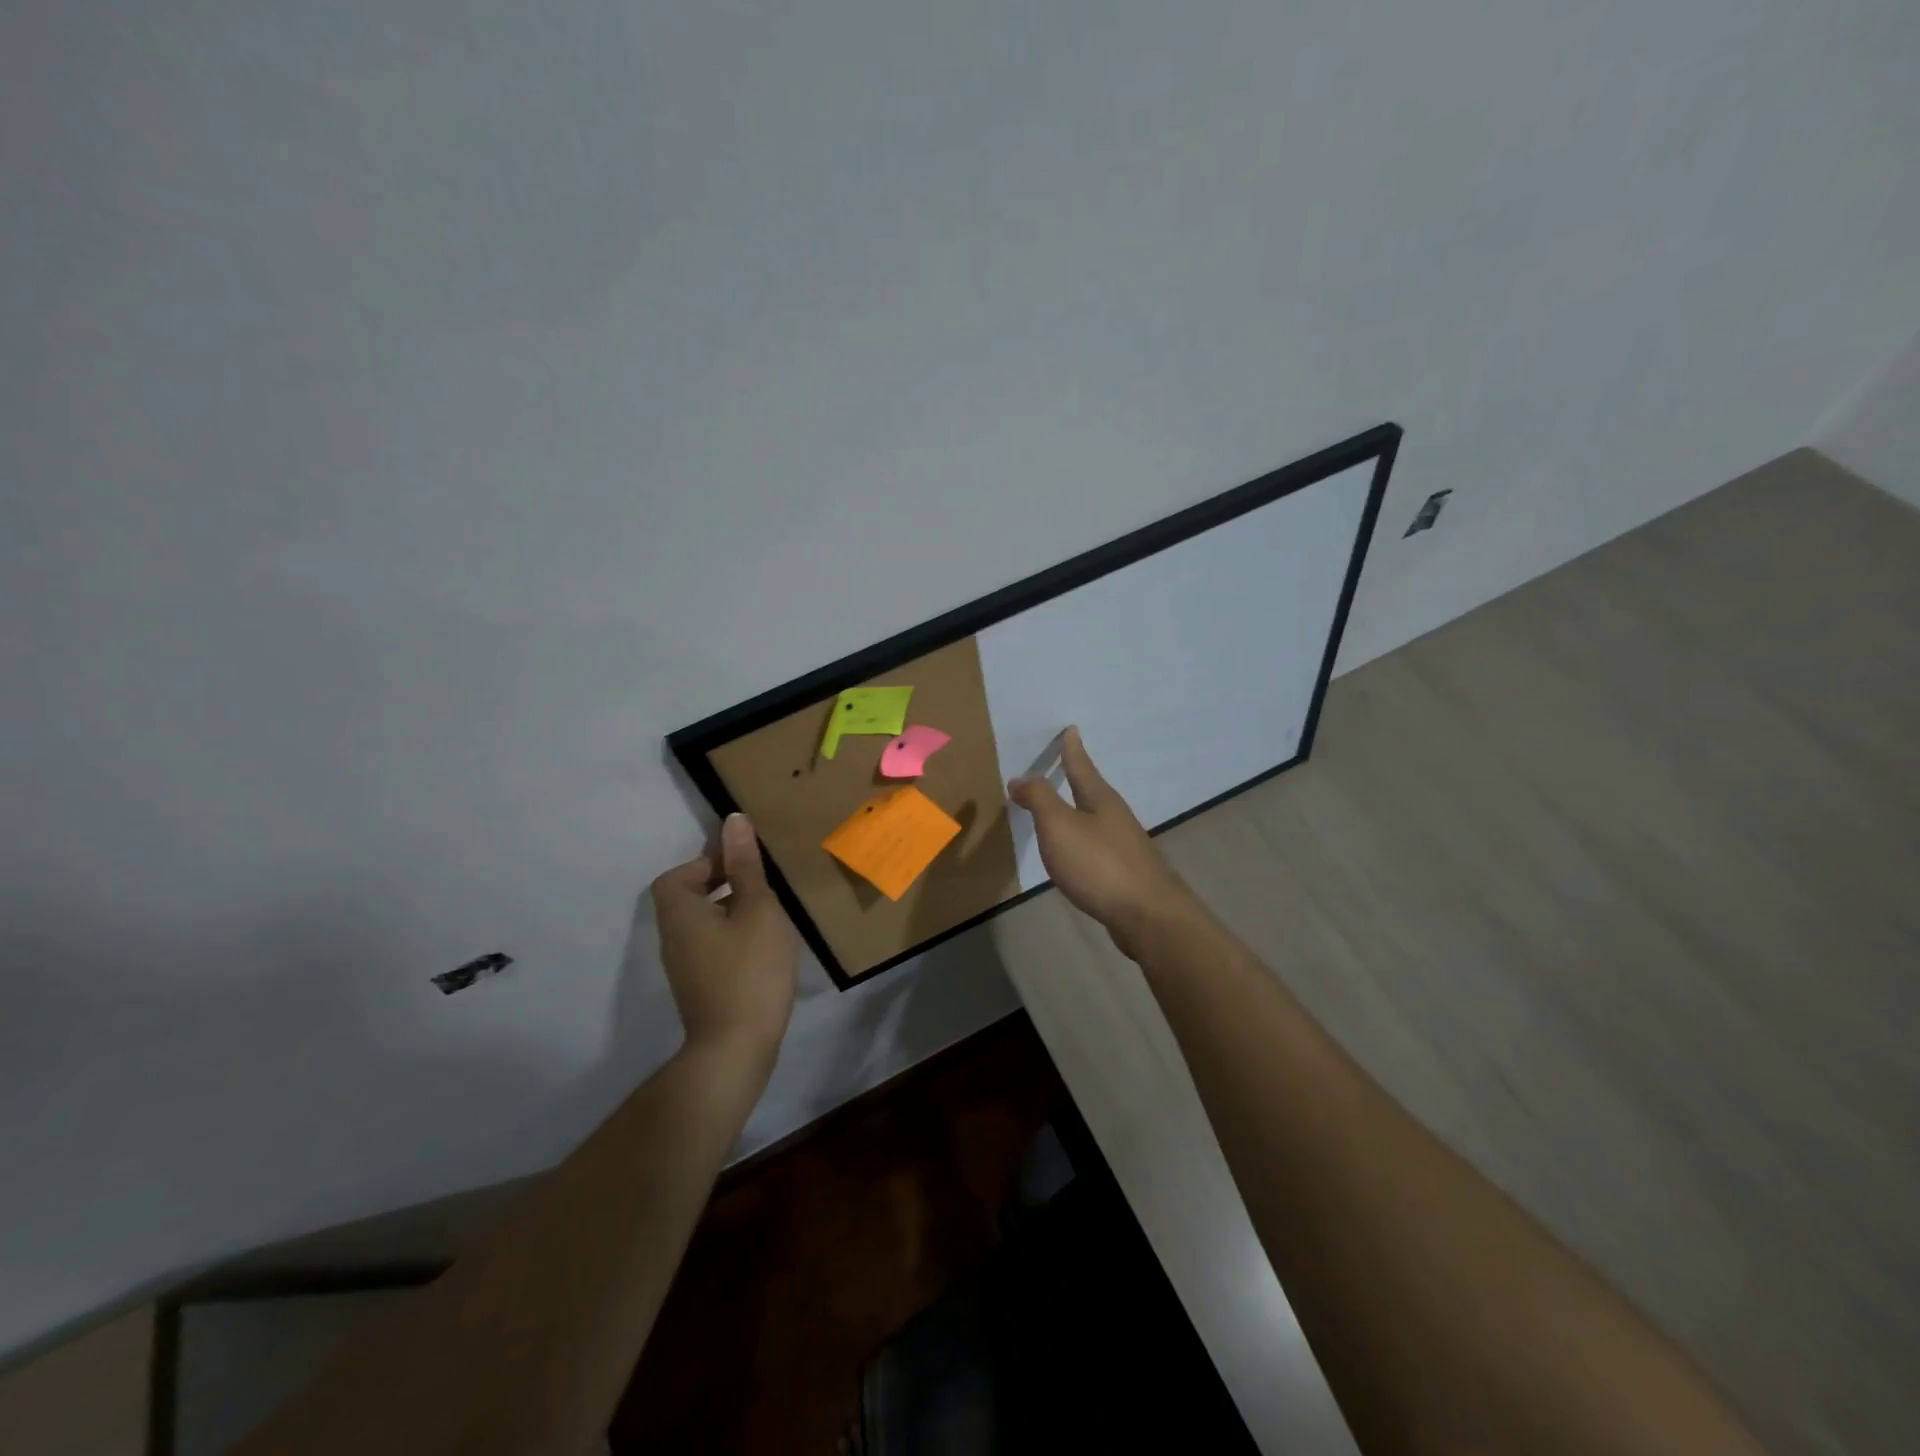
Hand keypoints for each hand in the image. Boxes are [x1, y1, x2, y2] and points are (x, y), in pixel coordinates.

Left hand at [650, 813, 797, 1065]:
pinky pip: (712, 946)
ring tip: (769, 912)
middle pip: (688, 896)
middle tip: (762, 885)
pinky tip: (763, 945)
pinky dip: (733, 936)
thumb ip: (745, 866)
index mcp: (680, 912)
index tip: (744, 864)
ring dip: (731, 911)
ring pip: (703, 922)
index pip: (679, 874)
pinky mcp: (700, 986)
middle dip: (723, 884)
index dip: (708, 862)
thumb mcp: (757, 908)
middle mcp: (673, 937)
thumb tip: (733, 821)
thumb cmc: (749, 969)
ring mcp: (684, 966)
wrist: (736, 1047)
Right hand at [1007, 727, 1199, 954]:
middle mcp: (1116, 816)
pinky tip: (1076, 850)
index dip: (1072, 749)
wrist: (1147, 915)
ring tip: (1064, 805)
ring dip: (1079, 808)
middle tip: (1065, 762)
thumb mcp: (1060, 826)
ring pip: (1097, 817)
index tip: (1071, 730)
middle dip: (1077, 777)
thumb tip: (1020, 778)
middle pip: (1092, 790)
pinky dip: (1083, 838)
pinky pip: (1098, 844)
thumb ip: (1039, 799)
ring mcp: (1124, 845)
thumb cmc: (1099, 864)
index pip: (1082, 766)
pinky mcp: (1125, 872)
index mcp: (1100, 800)